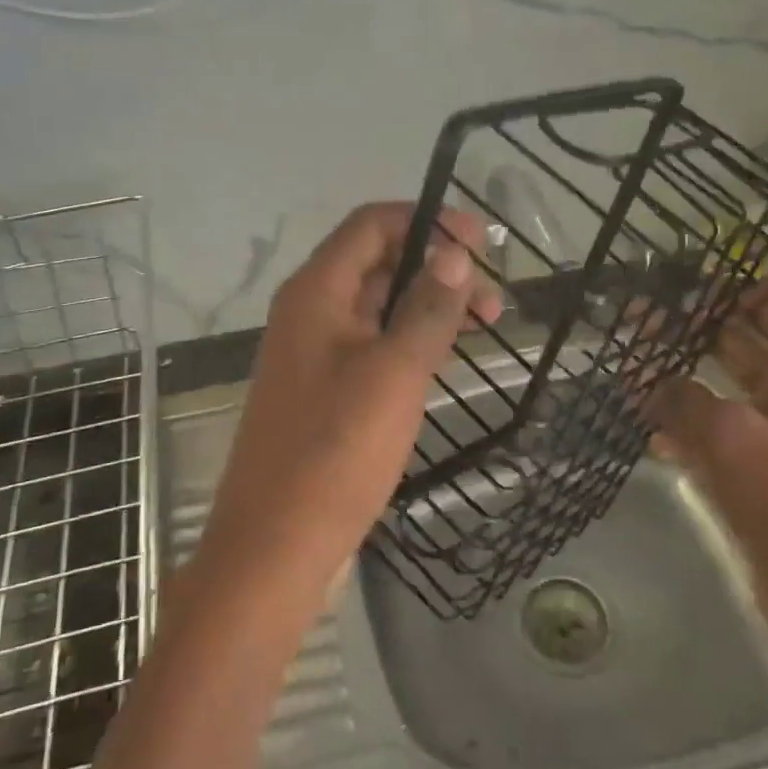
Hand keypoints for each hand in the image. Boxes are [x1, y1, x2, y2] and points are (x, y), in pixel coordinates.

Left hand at [194, 204, 500, 608]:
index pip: (371, 224)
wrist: (274, 547)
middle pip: (376, 260)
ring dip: (426, 304)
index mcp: (316, 291)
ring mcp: (313, 352)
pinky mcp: (322, 389)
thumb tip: (455, 253)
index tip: (483, 243)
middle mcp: (309, 310)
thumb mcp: (394, 373)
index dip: (427, 221)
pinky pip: (370, 343)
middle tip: (493, 298)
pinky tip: (443, 357)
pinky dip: (408, 338)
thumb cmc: (335, 451)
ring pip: (376, 305)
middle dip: (435, 266)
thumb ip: (427, 308)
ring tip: (482, 325)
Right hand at [654, 279, 767, 651]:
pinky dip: (680, 420)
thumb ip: (681, 395)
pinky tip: (642, 421)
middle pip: (738, 339)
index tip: (677, 280)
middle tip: (633, 315)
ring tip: (626, 362)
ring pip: (719, 384)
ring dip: (677, 373)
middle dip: (689, 326)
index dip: (730, 285)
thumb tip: (644, 375)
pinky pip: (710, 429)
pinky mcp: (753, 468)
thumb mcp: (731, 434)